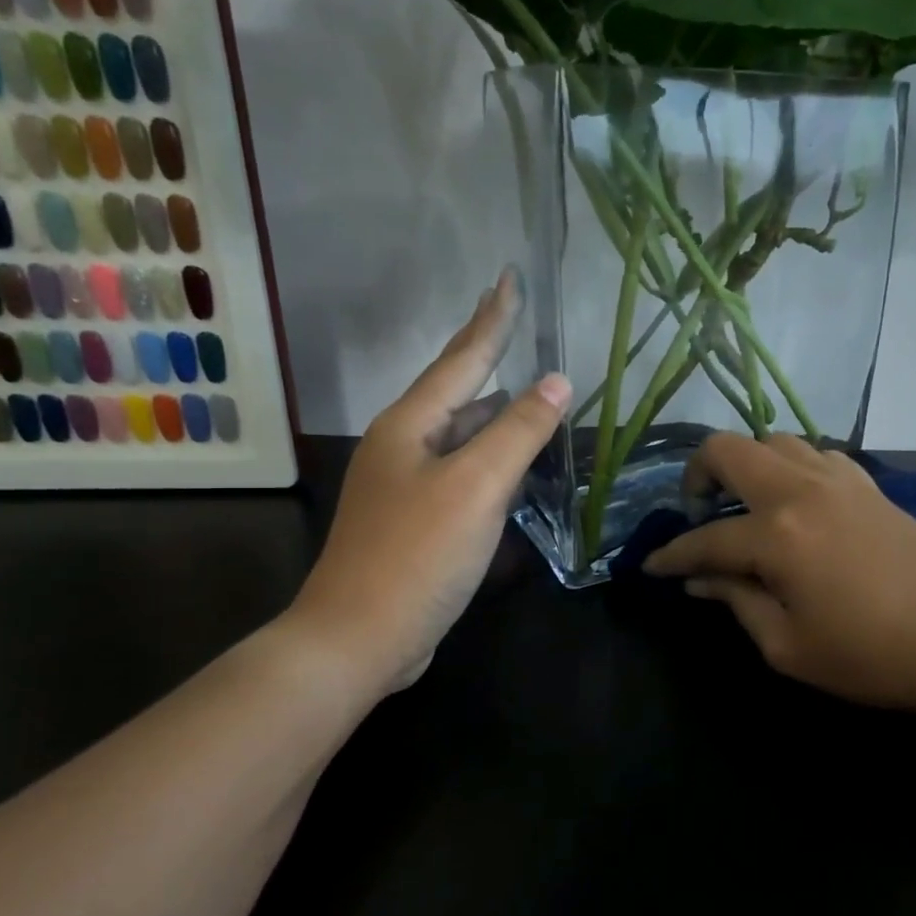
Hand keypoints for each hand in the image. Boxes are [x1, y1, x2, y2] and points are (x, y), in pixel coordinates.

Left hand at [286, 271, 570, 694]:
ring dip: (497, 414)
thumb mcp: (476, 486)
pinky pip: (463, 473)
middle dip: (490, 358)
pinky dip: (492, 460)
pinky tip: (514, 467)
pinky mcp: (417, 521)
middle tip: (519, 326)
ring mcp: (407, 485)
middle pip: (458, 391)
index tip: (510, 277)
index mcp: (410, 425)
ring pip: (462, 436)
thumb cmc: (418, 554)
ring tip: (532, 395)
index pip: (462, 358)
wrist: (359, 638)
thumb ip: (518, 431)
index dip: (492, 319)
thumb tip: (556, 380)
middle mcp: (403, 446)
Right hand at [644, 434, 915, 717]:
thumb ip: (738, 603)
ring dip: (746, 464)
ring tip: (744, 504)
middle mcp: (800, 489)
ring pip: (774, 440)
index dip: (672, 555)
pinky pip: (814, 453)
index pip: (705, 538)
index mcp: (776, 534)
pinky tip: (794, 502)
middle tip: (696, 513)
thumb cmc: (874, 654)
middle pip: (729, 449)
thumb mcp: (790, 647)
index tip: (650, 566)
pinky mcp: (868, 482)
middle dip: (697, 474)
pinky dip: (789, 467)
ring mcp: (838, 478)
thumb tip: (701, 580)